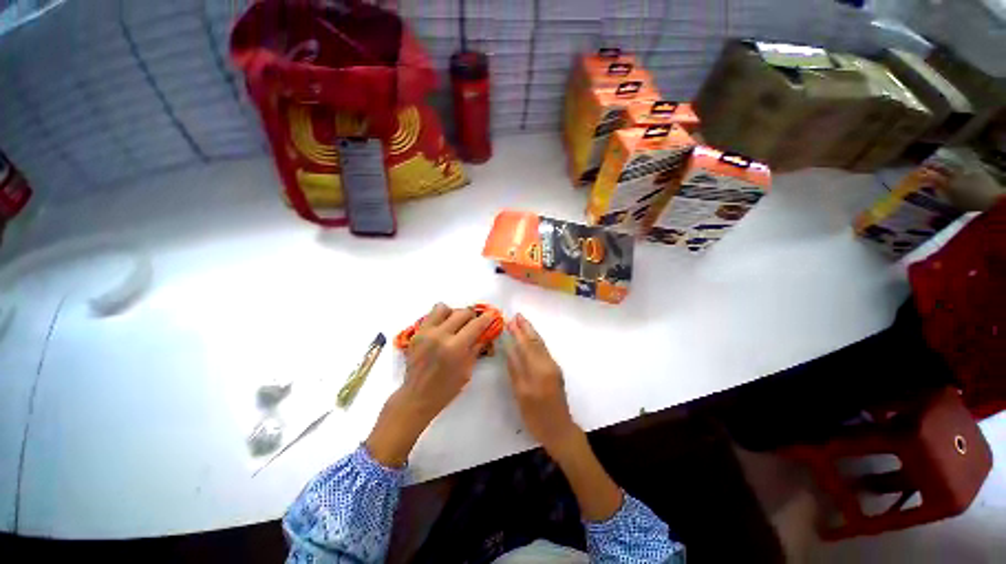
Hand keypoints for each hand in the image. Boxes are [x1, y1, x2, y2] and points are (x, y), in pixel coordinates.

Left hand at [366, 303, 495, 466]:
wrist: (417, 396)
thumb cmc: (447, 388)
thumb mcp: (468, 369)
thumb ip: (477, 347)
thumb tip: (487, 332)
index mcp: (455, 347)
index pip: (476, 324)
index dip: (487, 318)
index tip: (492, 314)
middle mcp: (440, 335)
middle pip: (462, 312)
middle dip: (473, 316)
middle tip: (475, 322)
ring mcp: (426, 332)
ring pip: (444, 308)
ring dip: (454, 313)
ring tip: (456, 323)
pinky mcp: (416, 333)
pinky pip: (431, 315)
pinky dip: (441, 317)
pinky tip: (444, 328)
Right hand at [504, 313, 580, 458]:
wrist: (559, 429)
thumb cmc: (536, 415)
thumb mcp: (521, 393)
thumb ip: (515, 369)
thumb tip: (508, 348)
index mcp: (539, 369)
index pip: (527, 345)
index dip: (518, 332)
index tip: (511, 320)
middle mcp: (548, 363)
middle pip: (536, 341)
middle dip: (526, 327)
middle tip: (517, 315)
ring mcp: (553, 366)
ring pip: (541, 344)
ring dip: (531, 332)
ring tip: (522, 323)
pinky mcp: (555, 370)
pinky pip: (543, 350)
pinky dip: (535, 341)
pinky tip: (530, 339)